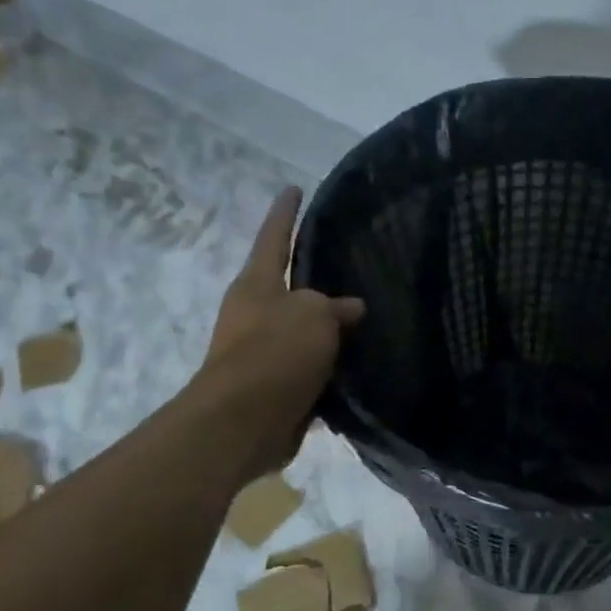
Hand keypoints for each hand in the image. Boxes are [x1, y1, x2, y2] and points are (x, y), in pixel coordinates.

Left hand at [196, 187, 364, 472]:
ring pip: (302, 330)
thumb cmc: (275, 354)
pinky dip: (330, 365)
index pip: (274, 236)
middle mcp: (255, 313)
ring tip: (366, 318)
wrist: (244, 422)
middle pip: (287, 285)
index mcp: (257, 284)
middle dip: (313, 276)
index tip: (295, 187)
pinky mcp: (275, 387)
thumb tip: (350, 308)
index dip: (286, 212)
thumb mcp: (313, 316)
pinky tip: (360, 364)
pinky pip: (310, 367)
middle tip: (351, 264)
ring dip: (327, 327)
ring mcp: (262, 351)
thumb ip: (333, 306)